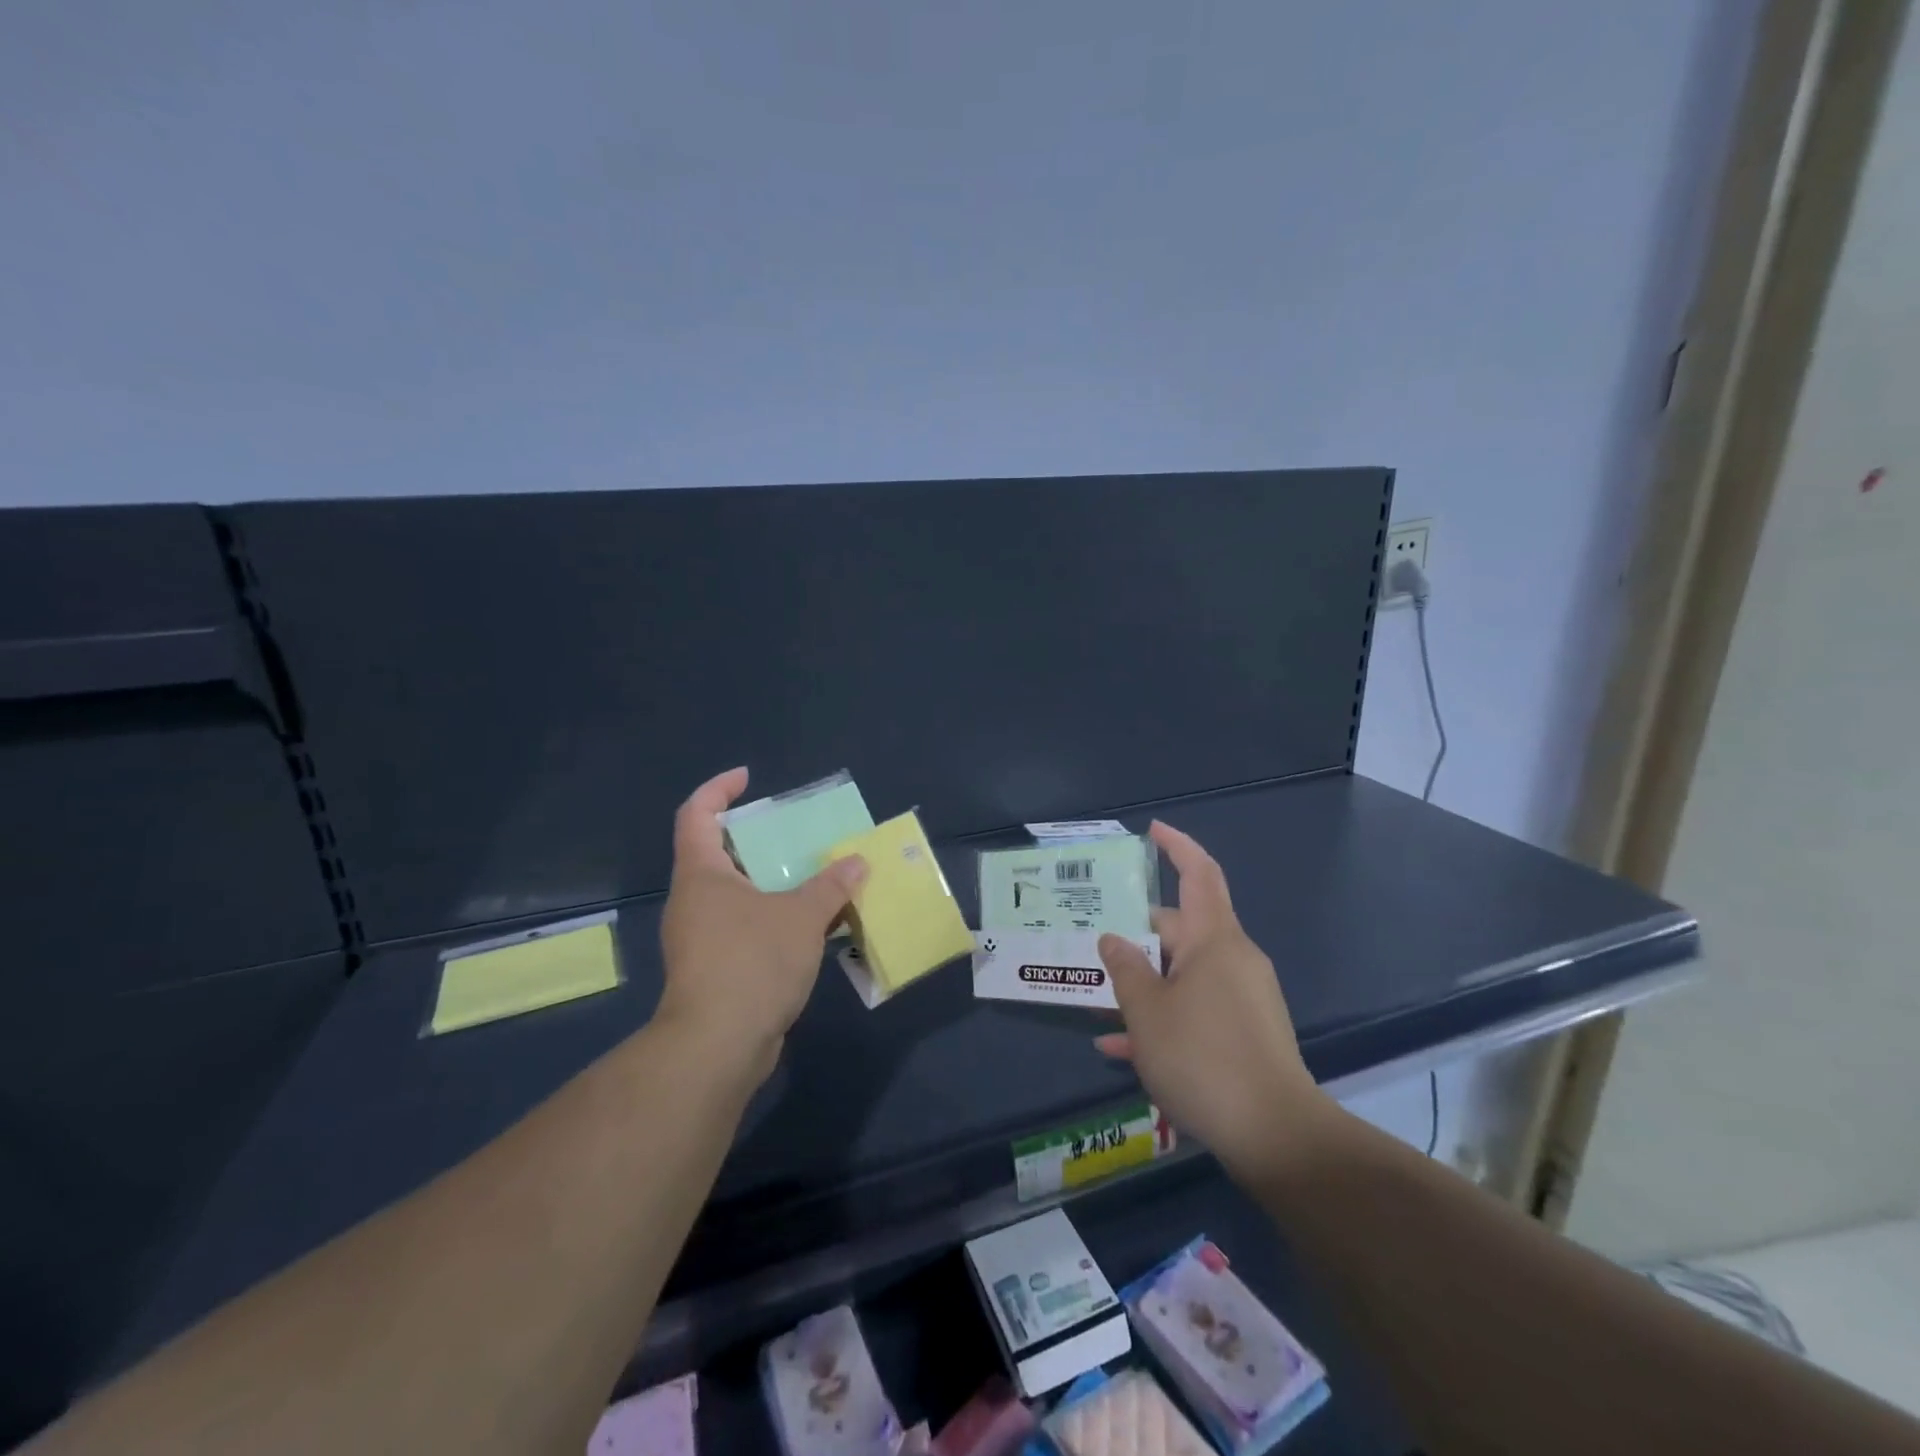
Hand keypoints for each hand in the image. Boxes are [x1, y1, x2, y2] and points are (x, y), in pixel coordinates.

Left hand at [657, 768, 866, 1084]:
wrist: (717, 1046)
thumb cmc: (752, 962)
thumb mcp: (802, 917)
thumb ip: (831, 886)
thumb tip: (857, 861)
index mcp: (701, 874)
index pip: (696, 814)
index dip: (719, 789)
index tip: (748, 778)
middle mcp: (693, 900)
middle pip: (717, 854)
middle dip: (755, 840)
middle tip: (794, 834)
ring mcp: (699, 938)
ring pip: (735, 895)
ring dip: (770, 884)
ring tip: (812, 879)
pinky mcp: (712, 970)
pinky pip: (743, 928)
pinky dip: (772, 918)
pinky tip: (808, 928)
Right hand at [1096, 821, 1332, 1183]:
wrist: (1275, 1135)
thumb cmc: (1202, 1056)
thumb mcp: (1146, 1012)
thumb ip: (1124, 970)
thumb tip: (1113, 940)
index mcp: (1214, 940)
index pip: (1200, 874)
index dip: (1177, 846)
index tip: (1152, 830)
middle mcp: (1233, 959)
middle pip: (1180, 931)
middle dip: (1136, 938)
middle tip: (1093, 945)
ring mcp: (1242, 997)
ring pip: (1182, 975)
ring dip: (1143, 986)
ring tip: (1098, 1004)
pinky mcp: (1245, 1033)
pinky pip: (1196, 1010)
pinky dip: (1164, 1019)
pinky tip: (1122, 1049)